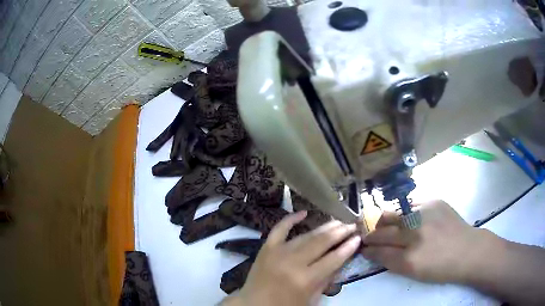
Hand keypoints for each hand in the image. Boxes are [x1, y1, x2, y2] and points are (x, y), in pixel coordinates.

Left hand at [225, 211, 360, 305]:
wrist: (253, 305)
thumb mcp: (311, 299)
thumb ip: (326, 280)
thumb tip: (340, 260)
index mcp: (306, 279)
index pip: (334, 259)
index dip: (348, 247)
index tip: (359, 237)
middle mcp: (293, 262)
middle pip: (322, 243)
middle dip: (340, 232)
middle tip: (352, 225)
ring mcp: (278, 252)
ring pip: (306, 236)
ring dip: (324, 227)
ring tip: (338, 221)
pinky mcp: (266, 248)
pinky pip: (279, 229)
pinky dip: (290, 219)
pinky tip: (303, 212)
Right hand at [361, 200, 492, 282]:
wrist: (468, 250)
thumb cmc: (441, 268)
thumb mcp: (414, 272)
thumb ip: (391, 261)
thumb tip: (375, 251)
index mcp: (409, 258)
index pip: (379, 250)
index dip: (368, 248)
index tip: (362, 246)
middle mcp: (415, 233)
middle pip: (382, 230)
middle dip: (371, 233)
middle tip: (368, 235)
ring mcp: (425, 213)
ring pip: (394, 213)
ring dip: (386, 220)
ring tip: (385, 224)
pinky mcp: (435, 201)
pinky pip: (411, 205)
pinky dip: (405, 213)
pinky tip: (409, 218)